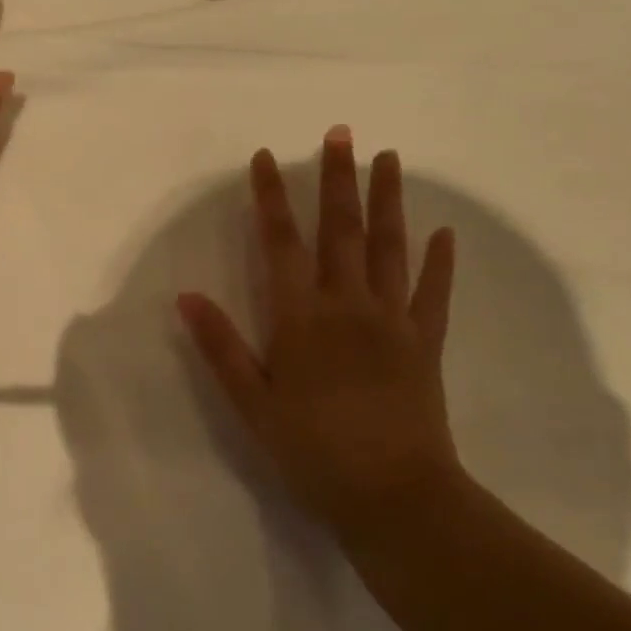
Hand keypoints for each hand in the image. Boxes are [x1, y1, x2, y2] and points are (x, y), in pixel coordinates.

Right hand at [178, 129, 466, 536]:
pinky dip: (439, 261)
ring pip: (390, 248)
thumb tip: (186, 297)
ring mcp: (393, 321)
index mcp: (301, 318)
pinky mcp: (425, 343)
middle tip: (341, 133)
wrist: (393, 496)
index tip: (266, 158)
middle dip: (336, 179)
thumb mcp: (251, 403)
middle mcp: (348, 305)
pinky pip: (434, 293)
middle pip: (340, 230)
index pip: (280, 243)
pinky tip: (443, 232)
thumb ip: (221, 346)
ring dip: (388, 200)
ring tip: (388, 158)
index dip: (271, 198)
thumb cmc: (311, 450)